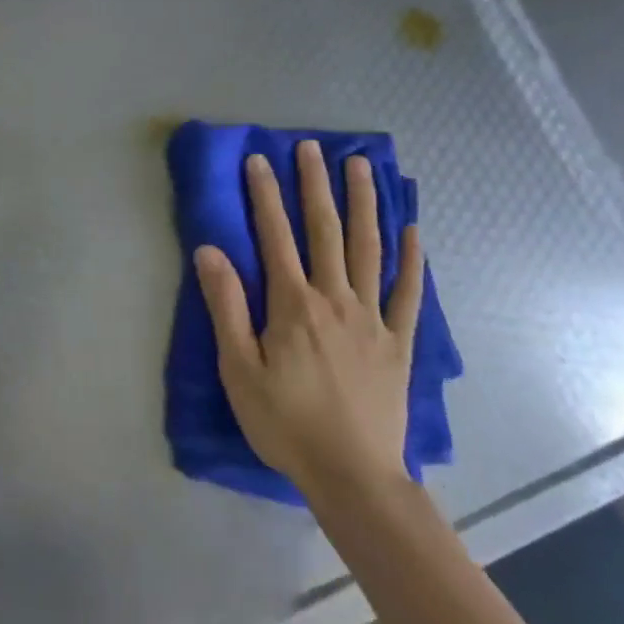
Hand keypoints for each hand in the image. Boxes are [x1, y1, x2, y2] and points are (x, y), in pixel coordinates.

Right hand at [194, 144, 423, 501]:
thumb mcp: (238, 369)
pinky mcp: (398, 341)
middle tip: (312, 146)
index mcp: (293, 305)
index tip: (259, 159)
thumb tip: (210, 250)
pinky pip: (407, 292)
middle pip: (325, 230)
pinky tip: (413, 229)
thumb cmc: (286, 423)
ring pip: (368, 248)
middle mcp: (335, 299)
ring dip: (364, 204)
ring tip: (361, 166)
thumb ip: (226, 306)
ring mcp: (372, 318)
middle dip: (315, 185)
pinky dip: (411, 258)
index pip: (275, 236)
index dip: (265, 195)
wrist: (353, 476)